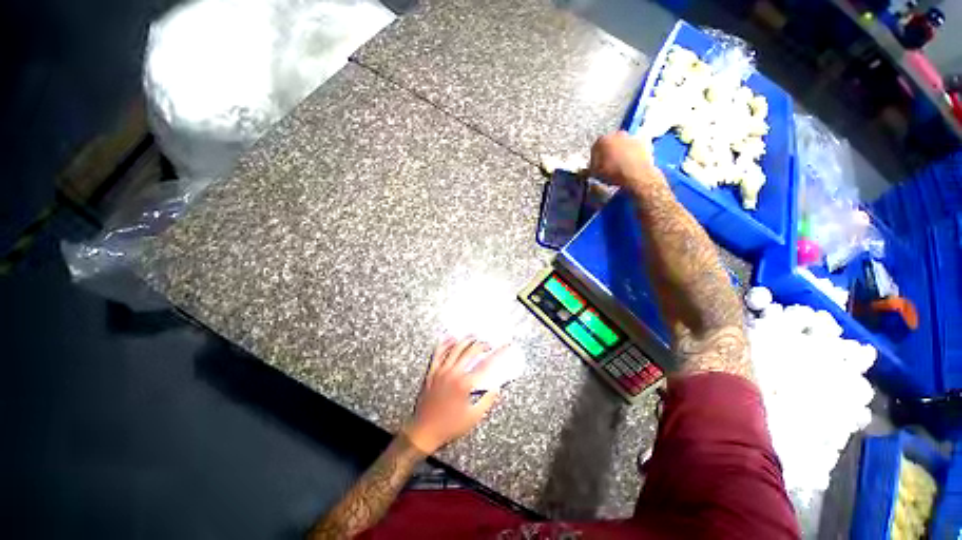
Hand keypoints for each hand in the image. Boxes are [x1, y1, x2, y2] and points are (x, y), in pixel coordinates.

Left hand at [404, 337, 504, 453]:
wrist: (424, 431)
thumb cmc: (449, 426)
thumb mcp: (473, 417)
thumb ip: (487, 400)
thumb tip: (496, 387)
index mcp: (465, 384)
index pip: (486, 364)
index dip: (498, 353)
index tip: (505, 346)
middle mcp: (453, 373)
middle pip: (471, 351)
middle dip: (482, 344)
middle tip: (489, 344)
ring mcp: (441, 371)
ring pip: (455, 348)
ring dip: (466, 340)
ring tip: (474, 337)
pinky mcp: (432, 372)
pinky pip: (438, 353)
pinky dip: (445, 343)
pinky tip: (451, 338)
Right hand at [589, 131, 664, 192]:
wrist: (637, 174)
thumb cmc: (613, 173)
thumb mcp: (596, 174)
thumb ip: (591, 168)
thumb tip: (589, 168)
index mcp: (602, 140)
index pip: (595, 149)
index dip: (595, 159)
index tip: (597, 168)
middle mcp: (617, 133)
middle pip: (610, 143)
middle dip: (609, 152)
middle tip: (609, 165)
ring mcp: (631, 136)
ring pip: (623, 144)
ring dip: (621, 152)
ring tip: (621, 165)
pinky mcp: (644, 141)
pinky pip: (635, 147)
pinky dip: (633, 153)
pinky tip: (632, 163)